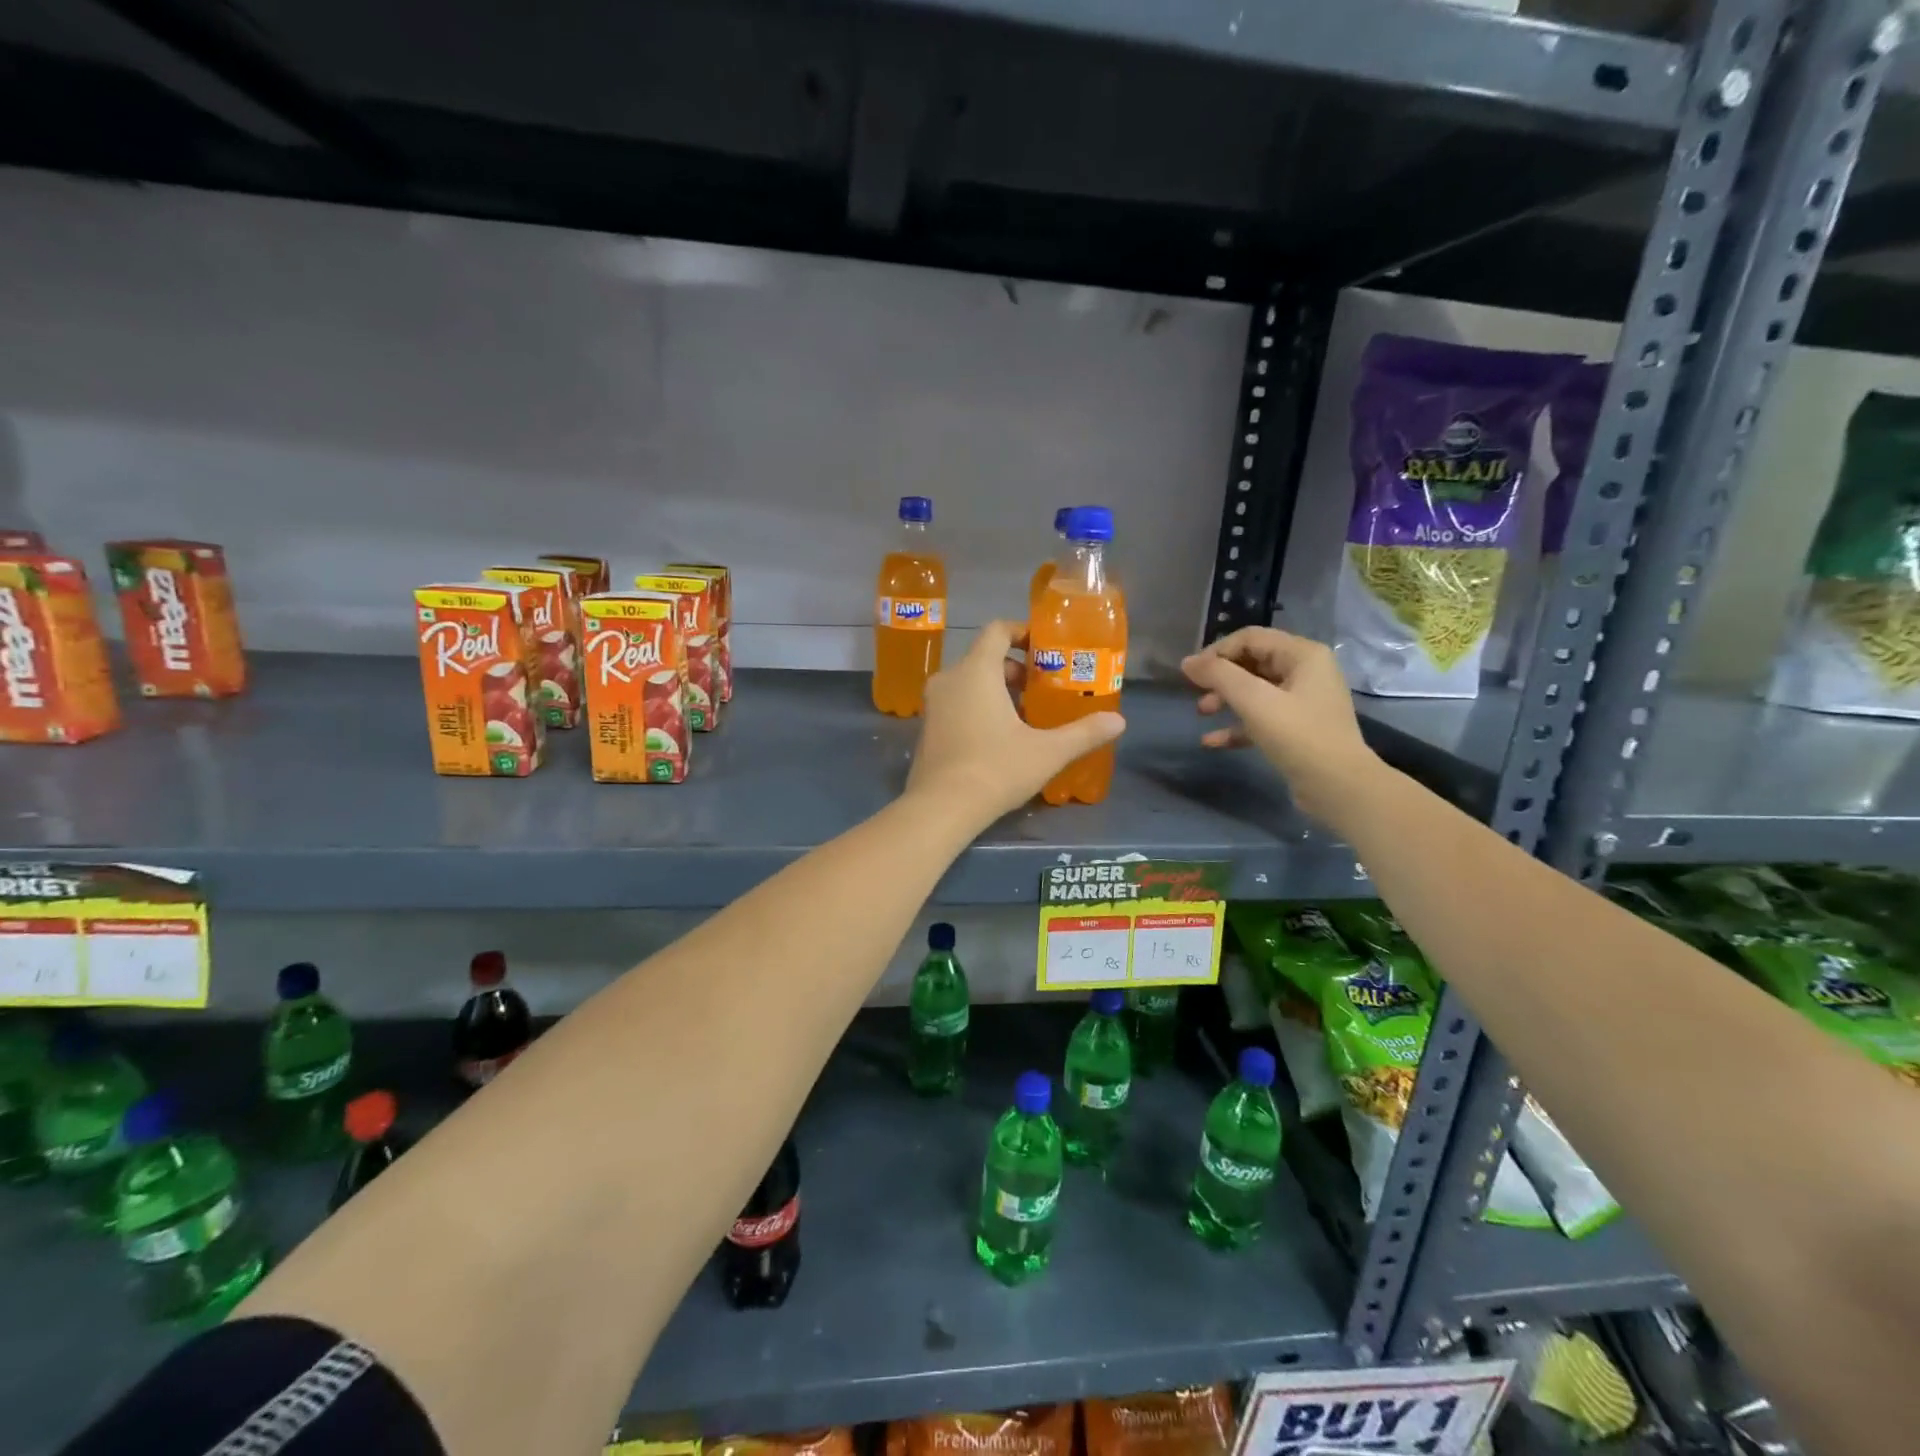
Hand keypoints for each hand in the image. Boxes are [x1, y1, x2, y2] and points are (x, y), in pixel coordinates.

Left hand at [908, 620, 1125, 825]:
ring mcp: (933, 704)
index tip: (1044, 648)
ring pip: (968, 681)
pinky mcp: (926, 728)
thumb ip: (1083, 733)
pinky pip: (955, 703)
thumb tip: (1119, 721)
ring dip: (996, 690)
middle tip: (1042, 689)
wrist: (941, 807)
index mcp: (976, 670)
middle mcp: (949, 678)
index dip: (1021, 632)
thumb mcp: (1047, 752)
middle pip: (984, 657)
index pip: (997, 630)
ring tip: (1025, 715)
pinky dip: (976, 706)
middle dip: (1014, 669)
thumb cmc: (996, 769)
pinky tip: (998, 736)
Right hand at [1181, 627, 1380, 823]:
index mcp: (1303, 654)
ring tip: (1202, 713)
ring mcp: (1303, 701)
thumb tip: (1187, 662)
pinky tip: (1212, 741)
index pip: (1250, 638)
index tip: (1191, 673)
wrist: (1339, 787)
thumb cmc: (1298, 735)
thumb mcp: (1254, 701)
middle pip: (1252, 662)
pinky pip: (1261, 717)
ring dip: (1225, 699)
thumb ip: (1219, 676)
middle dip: (1221, 677)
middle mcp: (1306, 671)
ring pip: (1255, 690)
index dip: (1217, 651)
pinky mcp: (1297, 728)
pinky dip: (1237, 725)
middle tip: (1196, 693)